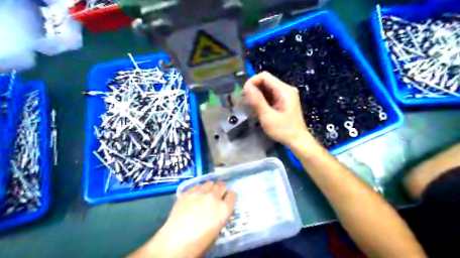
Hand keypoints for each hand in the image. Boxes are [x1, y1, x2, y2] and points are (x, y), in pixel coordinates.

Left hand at [130, 182, 236, 257]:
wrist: (175, 241)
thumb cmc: (199, 242)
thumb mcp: (216, 230)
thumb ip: (220, 215)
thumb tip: (218, 210)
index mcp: (223, 209)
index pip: (232, 195)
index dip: (230, 198)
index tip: (227, 201)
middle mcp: (213, 197)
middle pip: (222, 185)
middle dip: (221, 190)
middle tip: (217, 196)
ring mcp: (199, 193)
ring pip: (209, 183)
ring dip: (210, 188)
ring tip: (205, 194)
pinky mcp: (187, 192)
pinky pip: (197, 185)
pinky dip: (198, 189)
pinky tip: (194, 196)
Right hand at [244, 71, 316, 147]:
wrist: (298, 141)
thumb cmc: (283, 130)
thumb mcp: (268, 116)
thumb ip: (257, 100)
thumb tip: (246, 86)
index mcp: (284, 90)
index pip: (264, 76)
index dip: (252, 82)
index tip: (244, 94)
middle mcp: (285, 89)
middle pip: (265, 81)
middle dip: (253, 89)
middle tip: (245, 102)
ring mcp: (285, 95)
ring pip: (266, 89)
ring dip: (256, 95)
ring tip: (249, 106)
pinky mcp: (283, 101)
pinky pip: (270, 95)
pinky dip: (262, 100)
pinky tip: (257, 109)